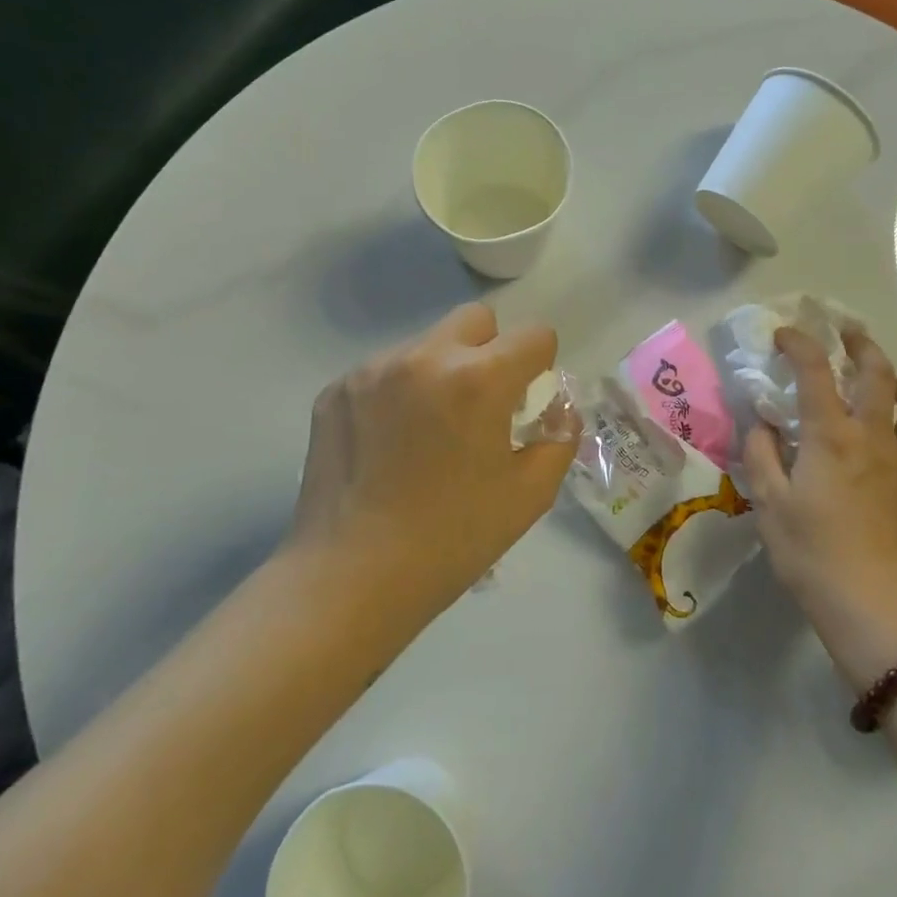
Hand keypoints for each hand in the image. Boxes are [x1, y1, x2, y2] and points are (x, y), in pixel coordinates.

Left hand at [283, 303, 574, 628]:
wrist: (351, 577)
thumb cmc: (453, 538)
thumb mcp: (530, 495)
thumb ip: (560, 439)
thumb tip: (559, 410)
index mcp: (479, 379)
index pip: (534, 335)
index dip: (542, 365)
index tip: (527, 402)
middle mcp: (425, 357)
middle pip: (476, 319)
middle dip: (492, 350)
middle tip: (481, 405)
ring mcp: (372, 370)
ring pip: (426, 345)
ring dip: (441, 372)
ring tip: (427, 432)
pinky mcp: (335, 390)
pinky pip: (383, 372)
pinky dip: (398, 393)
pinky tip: (388, 445)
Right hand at [742, 326, 896, 685]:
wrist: (868, 603)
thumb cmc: (809, 551)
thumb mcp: (767, 501)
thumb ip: (760, 453)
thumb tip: (761, 423)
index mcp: (831, 435)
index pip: (815, 371)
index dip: (799, 344)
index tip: (784, 335)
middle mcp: (874, 437)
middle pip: (879, 374)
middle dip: (862, 345)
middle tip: (847, 334)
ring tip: (889, 383)